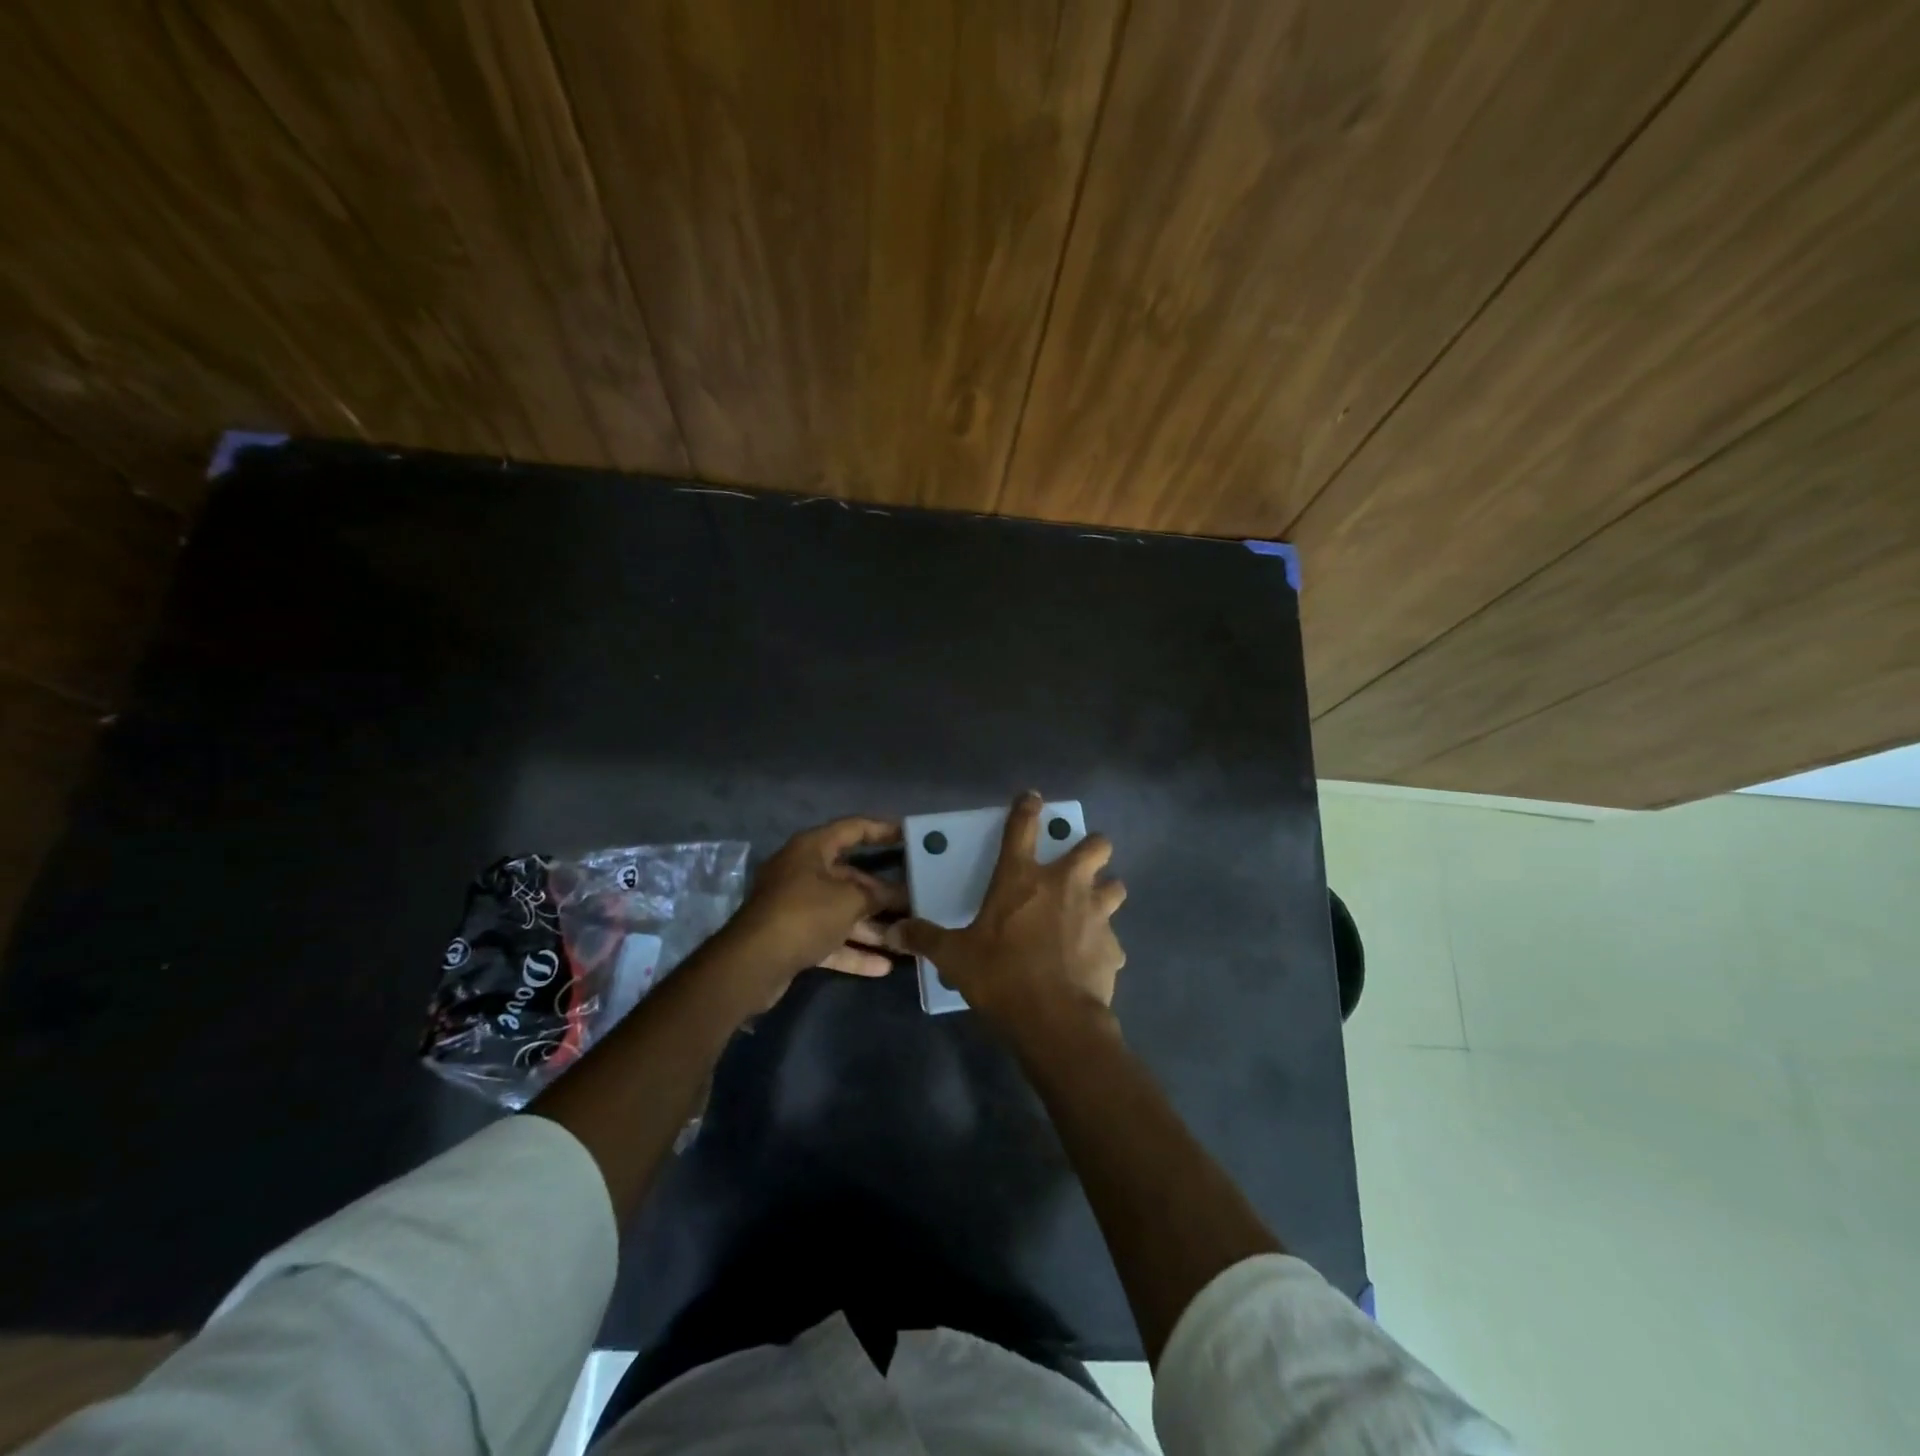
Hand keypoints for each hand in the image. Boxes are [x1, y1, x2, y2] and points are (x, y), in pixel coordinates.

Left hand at [719, 816, 907, 996]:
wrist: (752, 964)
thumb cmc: (804, 915)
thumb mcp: (849, 900)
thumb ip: (876, 895)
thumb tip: (898, 895)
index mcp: (812, 849)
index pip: (853, 829)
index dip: (882, 829)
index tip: (910, 835)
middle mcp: (802, 872)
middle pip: (850, 877)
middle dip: (882, 892)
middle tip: (916, 899)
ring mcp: (796, 907)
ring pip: (842, 911)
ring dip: (872, 926)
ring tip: (905, 937)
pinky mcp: (793, 938)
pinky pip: (830, 939)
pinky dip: (853, 950)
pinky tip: (884, 966)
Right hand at [887, 791, 1125, 1029]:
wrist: (1055, 1020)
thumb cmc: (1001, 976)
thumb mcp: (954, 957)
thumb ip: (926, 938)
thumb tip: (893, 930)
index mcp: (1022, 878)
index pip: (1023, 827)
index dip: (1028, 807)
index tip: (1033, 798)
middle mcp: (1065, 885)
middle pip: (1096, 846)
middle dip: (1092, 847)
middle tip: (1079, 861)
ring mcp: (1096, 913)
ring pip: (1115, 887)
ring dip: (1105, 891)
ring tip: (1091, 907)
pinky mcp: (1113, 947)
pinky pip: (1112, 939)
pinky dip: (1102, 945)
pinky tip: (1089, 960)